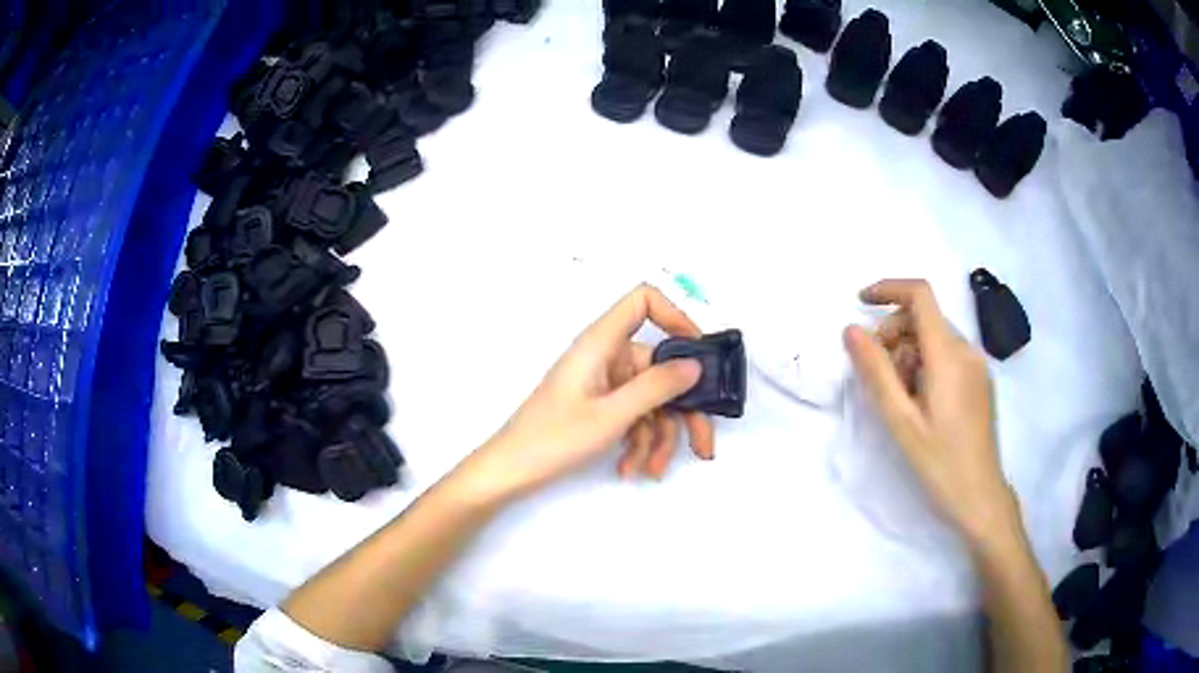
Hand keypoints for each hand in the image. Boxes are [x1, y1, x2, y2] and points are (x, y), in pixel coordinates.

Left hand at [458, 284, 715, 503]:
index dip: (676, 317)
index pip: (643, 301)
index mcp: (602, 342)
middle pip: (660, 367)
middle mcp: (606, 356)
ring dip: (659, 437)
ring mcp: (603, 383)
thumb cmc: (553, 438)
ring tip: (653, 470)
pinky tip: (631, 470)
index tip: (699, 357)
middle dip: (683, 410)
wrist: (510, 471)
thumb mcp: (611, 415)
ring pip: (651, 399)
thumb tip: (695, 365)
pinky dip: (638, 442)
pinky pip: (634, 416)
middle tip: (704, 446)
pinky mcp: (599, 406)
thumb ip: (656, 387)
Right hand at [844, 279, 1017, 545]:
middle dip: (894, 334)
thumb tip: (851, 330)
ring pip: (934, 337)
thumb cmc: (939, 462)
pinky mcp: (979, 379)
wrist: (980, 495)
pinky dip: (925, 364)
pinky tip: (920, 402)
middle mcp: (967, 350)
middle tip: (878, 376)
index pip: (920, 295)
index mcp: (948, 356)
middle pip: (924, 318)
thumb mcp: (901, 420)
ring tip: (901, 398)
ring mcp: (977, 364)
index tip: (860, 302)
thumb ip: (876, 371)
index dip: (888, 289)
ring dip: (908, 353)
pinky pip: (947, 354)